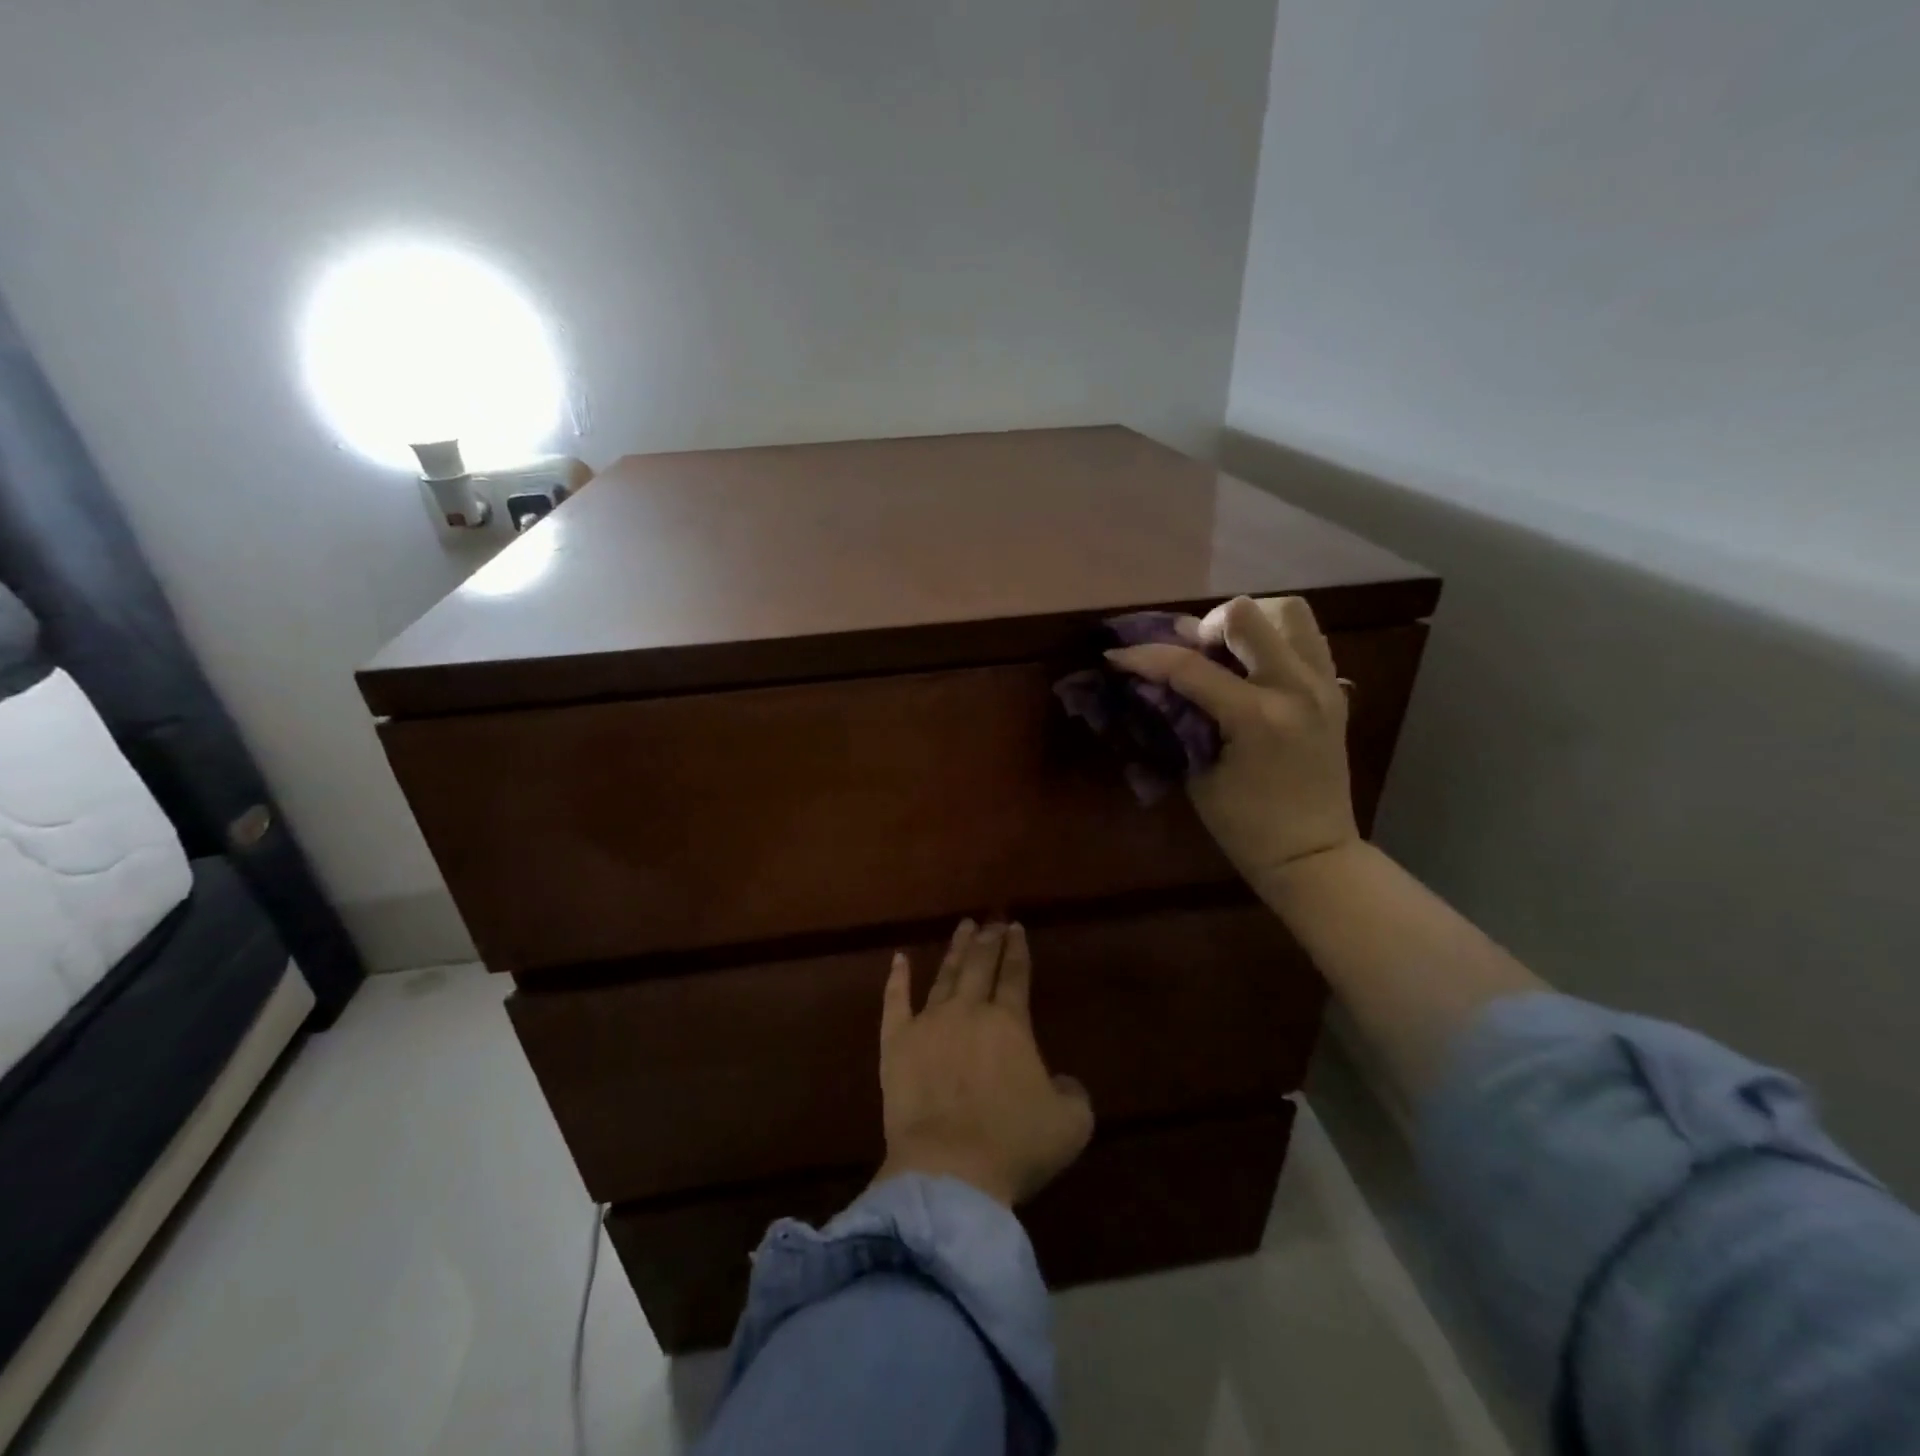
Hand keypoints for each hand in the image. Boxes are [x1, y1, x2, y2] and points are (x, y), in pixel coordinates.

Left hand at [876, 920, 1093, 1206]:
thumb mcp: (1070, 1124)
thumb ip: (1073, 1093)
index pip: (1015, 975)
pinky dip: (897, 978)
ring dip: (956, 950)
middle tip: (992, 921)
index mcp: (1010, 1024)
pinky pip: (895, 1002)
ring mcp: (929, 1023)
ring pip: (944, 975)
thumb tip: (1063, 1081)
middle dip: (988, 941)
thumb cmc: (1014, 1146)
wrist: (949, 1169)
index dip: (1017, 949)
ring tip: (963, 927)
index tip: (1016, 927)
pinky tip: (899, 959)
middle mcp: (969, 1011)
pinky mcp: (897, 1044)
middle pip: (980, 966)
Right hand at [1106, 595, 1360, 895]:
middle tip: (1193, 653)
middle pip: (1248, 614)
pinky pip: (1307, 639)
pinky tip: (1255, 669)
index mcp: (1257, 717)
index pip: (1190, 667)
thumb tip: (1157, 684)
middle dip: (1207, 626)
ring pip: (1289, 611)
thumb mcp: (1198, 773)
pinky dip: (1276, 640)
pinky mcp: (1335, 690)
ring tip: (1229, 652)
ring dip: (1251, 623)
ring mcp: (1324, 685)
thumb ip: (1181, 720)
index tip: (1117, 655)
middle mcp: (1296, 688)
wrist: (1314, 854)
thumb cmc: (1246, 826)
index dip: (1146, 657)